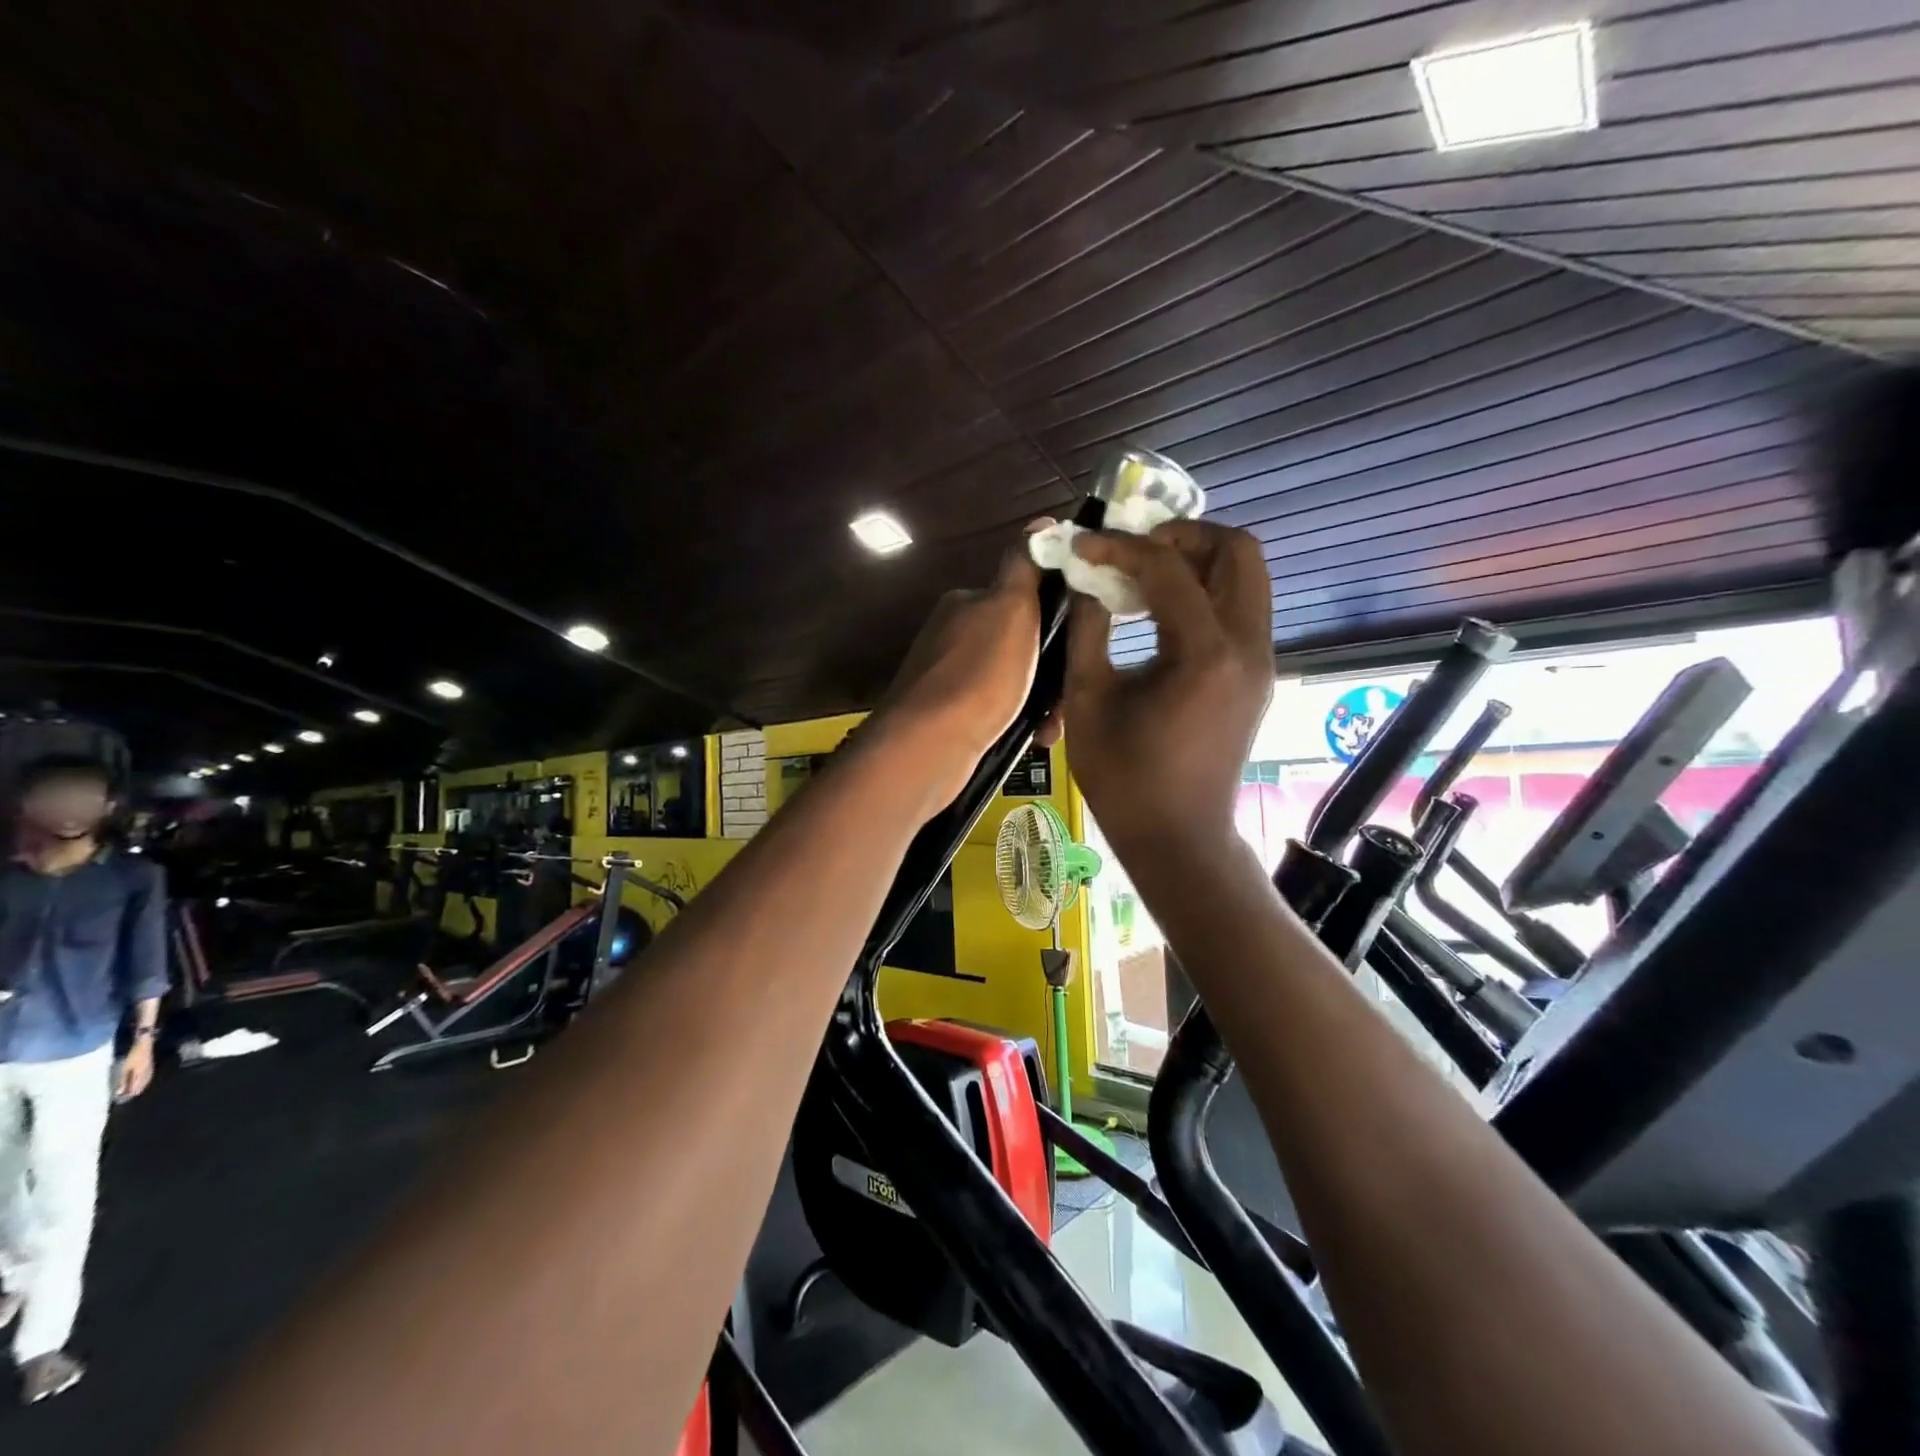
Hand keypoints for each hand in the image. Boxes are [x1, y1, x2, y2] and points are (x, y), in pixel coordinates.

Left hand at [117, 1038, 155, 1100]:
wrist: (145, 1045)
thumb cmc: (133, 1057)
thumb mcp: (126, 1069)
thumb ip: (124, 1081)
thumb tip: (120, 1093)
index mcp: (141, 1075)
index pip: (136, 1088)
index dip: (129, 1095)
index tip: (121, 1099)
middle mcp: (147, 1074)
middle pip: (141, 1086)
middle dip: (134, 1092)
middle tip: (125, 1097)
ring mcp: (150, 1070)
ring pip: (145, 1082)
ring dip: (138, 1087)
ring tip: (131, 1092)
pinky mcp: (150, 1067)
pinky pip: (147, 1077)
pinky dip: (142, 1082)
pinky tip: (138, 1083)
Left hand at [871, 523, 1058, 812]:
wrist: (931, 746)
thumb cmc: (979, 674)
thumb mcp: (1010, 607)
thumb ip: (1025, 565)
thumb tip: (1041, 523)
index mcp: (967, 603)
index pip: (1021, 597)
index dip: (1055, 617)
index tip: (1078, 641)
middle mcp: (954, 635)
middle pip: (1021, 643)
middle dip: (1050, 669)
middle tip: (1068, 695)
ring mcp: (948, 677)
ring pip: (1013, 681)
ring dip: (1040, 700)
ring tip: (1049, 725)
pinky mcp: (948, 715)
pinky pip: (997, 711)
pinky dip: (1019, 721)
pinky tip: (1032, 736)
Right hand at [1062, 522, 1274, 867]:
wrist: (1179, 838)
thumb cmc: (1125, 779)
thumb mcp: (1089, 700)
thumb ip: (1088, 629)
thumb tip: (1086, 581)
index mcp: (1205, 654)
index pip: (1168, 567)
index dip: (1121, 547)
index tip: (1083, 547)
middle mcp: (1247, 647)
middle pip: (1238, 551)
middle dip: (1184, 536)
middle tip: (1134, 550)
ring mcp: (1261, 662)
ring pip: (1247, 577)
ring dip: (1198, 561)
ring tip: (1144, 576)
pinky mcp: (1258, 675)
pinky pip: (1240, 609)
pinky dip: (1205, 592)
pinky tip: (1160, 613)